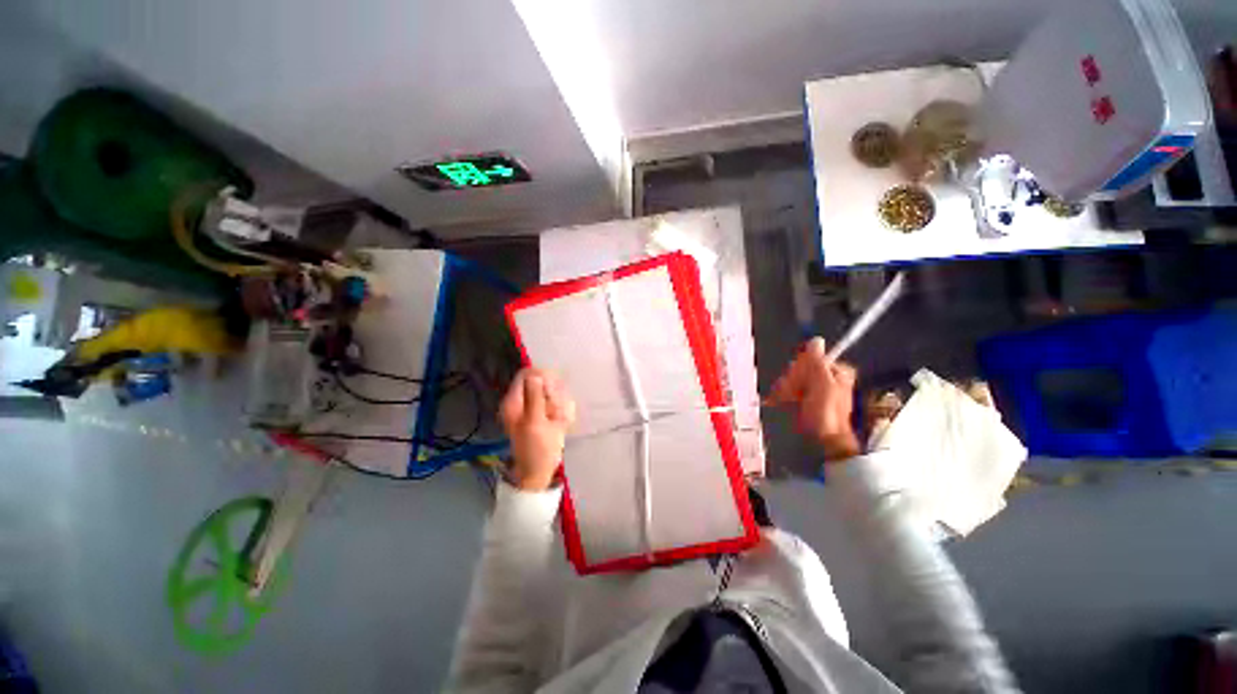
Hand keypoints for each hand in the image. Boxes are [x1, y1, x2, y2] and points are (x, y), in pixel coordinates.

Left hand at [499, 368, 575, 490]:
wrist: (539, 472)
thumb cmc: (535, 449)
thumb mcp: (535, 422)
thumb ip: (534, 397)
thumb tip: (536, 375)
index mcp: (514, 401)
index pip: (527, 374)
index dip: (542, 377)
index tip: (552, 390)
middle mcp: (523, 401)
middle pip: (543, 381)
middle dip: (554, 394)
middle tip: (556, 410)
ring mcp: (535, 407)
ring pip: (553, 392)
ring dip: (561, 404)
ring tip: (560, 420)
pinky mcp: (546, 414)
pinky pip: (559, 403)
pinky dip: (563, 411)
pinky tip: (563, 423)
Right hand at [769, 337, 860, 460]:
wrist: (826, 439)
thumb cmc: (827, 411)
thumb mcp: (823, 384)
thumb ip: (817, 361)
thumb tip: (816, 340)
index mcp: (836, 370)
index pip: (811, 357)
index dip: (801, 366)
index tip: (797, 378)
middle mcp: (826, 376)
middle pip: (800, 367)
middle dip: (793, 379)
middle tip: (794, 393)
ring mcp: (815, 388)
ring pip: (793, 378)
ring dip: (786, 388)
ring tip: (788, 400)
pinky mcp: (805, 398)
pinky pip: (790, 389)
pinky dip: (784, 394)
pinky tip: (780, 400)